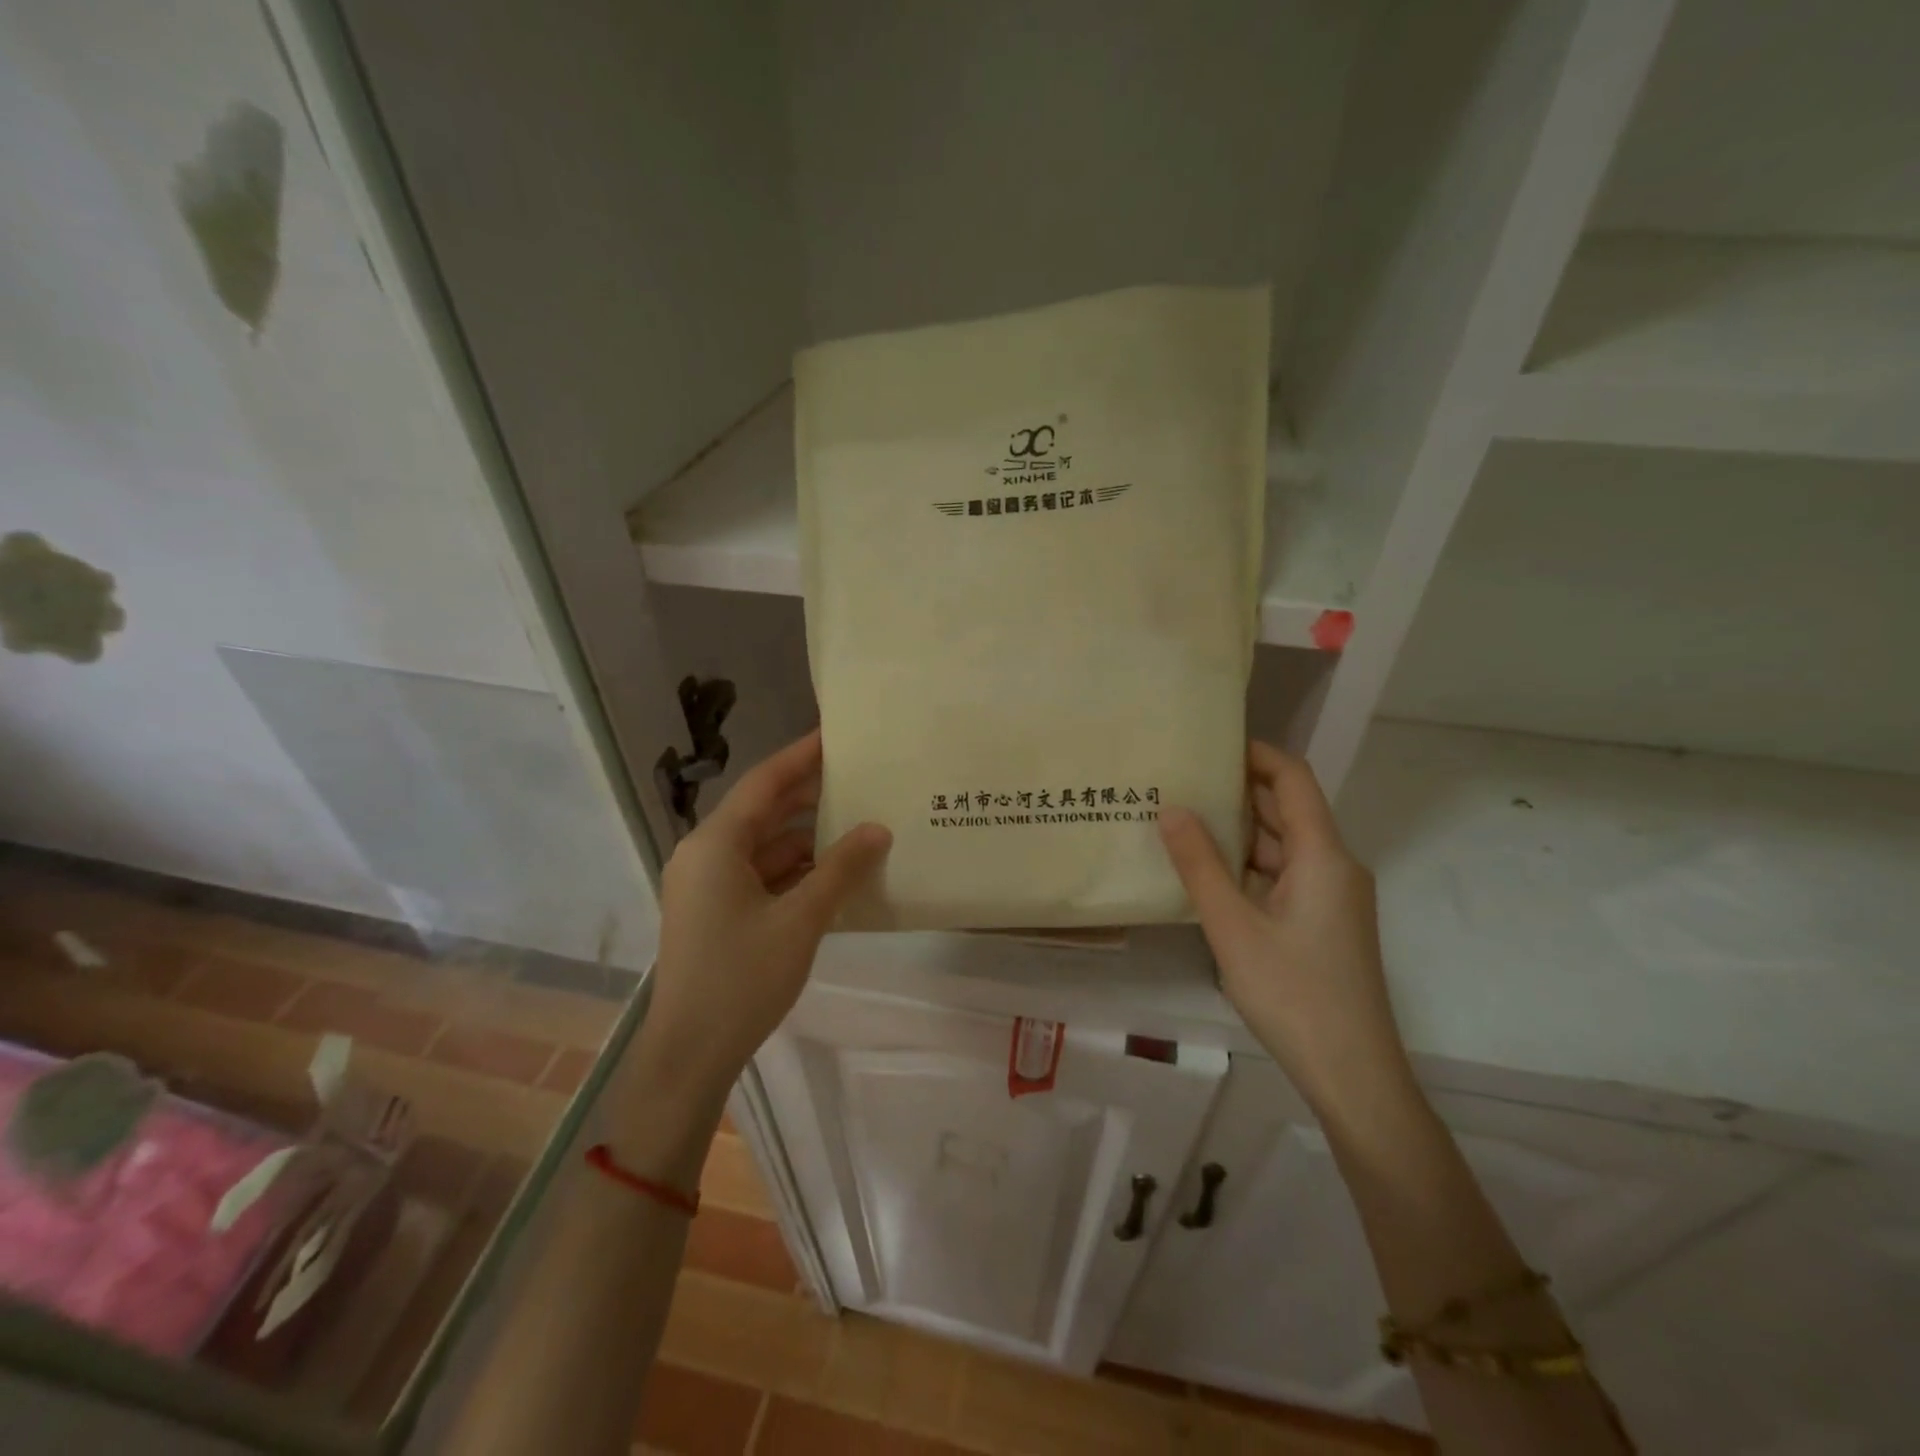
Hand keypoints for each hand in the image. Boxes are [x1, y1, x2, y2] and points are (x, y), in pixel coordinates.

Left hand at [632, 731, 890, 1110]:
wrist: (689, 1054)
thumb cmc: (742, 979)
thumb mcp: (801, 920)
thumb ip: (841, 869)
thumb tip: (878, 829)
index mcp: (715, 844)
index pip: (764, 783)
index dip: (801, 755)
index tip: (836, 735)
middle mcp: (705, 854)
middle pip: (763, 810)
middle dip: (809, 795)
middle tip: (858, 776)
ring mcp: (707, 884)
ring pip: (763, 845)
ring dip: (805, 837)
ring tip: (856, 822)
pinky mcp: (714, 911)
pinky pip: (758, 874)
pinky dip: (793, 869)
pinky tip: (833, 871)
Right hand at [1158, 741, 1413, 1118]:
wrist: (1353, 1074)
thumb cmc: (1293, 994)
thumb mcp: (1233, 927)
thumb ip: (1199, 865)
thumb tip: (1171, 807)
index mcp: (1324, 856)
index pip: (1293, 778)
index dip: (1256, 753)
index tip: (1208, 743)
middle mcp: (1335, 866)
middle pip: (1288, 809)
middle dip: (1238, 790)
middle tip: (1181, 779)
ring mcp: (1332, 897)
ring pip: (1284, 846)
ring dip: (1240, 831)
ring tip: (1184, 819)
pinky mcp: (1324, 923)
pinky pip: (1285, 875)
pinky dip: (1249, 865)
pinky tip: (1209, 872)